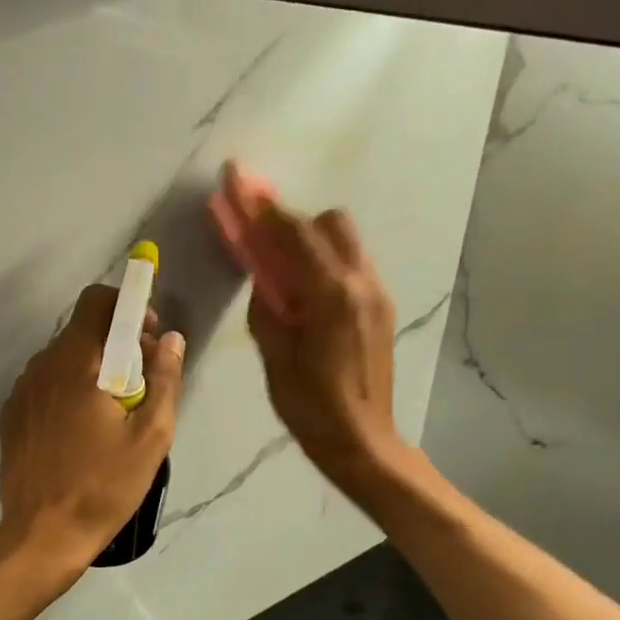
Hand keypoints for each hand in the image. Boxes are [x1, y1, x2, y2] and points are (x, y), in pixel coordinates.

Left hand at [0, 284, 184, 578]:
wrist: (42, 534)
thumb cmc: (104, 486)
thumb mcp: (150, 436)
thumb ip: (164, 379)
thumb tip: (170, 338)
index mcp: (76, 363)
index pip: (96, 302)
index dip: (126, 307)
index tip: (147, 336)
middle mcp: (42, 366)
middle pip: (81, 331)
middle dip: (115, 343)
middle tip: (139, 383)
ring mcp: (21, 391)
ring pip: (62, 359)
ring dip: (90, 369)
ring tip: (111, 413)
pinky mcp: (11, 415)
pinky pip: (44, 385)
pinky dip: (66, 391)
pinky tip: (80, 431)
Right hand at [238, 196, 403, 494]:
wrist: (362, 440)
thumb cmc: (309, 404)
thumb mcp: (274, 354)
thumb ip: (267, 304)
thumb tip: (262, 274)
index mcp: (330, 293)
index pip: (293, 233)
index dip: (262, 206)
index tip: (238, 180)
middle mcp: (360, 282)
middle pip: (329, 223)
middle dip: (292, 221)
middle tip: (261, 238)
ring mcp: (376, 293)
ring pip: (345, 241)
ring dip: (311, 241)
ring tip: (284, 267)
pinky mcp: (381, 307)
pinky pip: (352, 264)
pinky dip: (326, 261)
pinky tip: (307, 291)